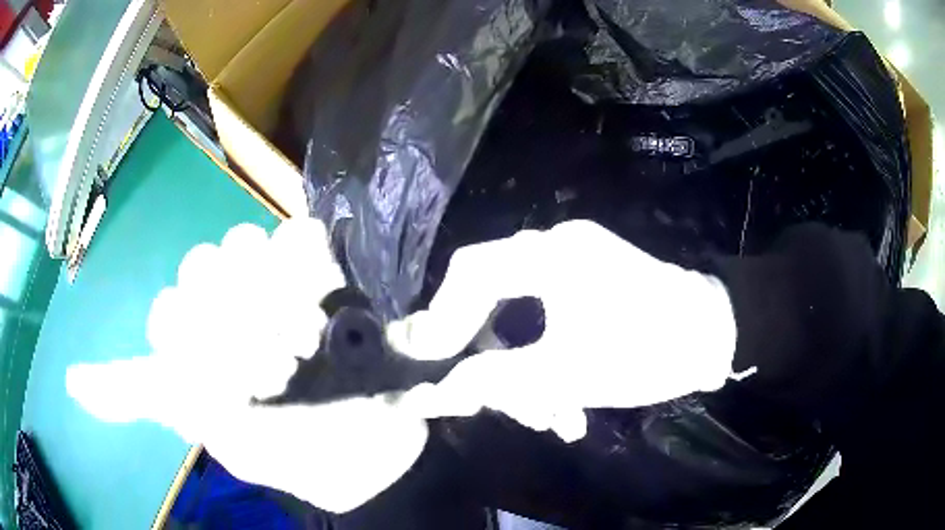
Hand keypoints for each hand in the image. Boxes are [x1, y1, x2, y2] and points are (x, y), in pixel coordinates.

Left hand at [66, 218, 428, 512]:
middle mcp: (224, 316)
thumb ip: (141, 399)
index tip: (228, 380)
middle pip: (203, 266)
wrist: (375, 448)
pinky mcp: (316, 275)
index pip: (170, 312)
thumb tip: (72, 383)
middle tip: (274, 368)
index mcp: (195, 354)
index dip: (192, 334)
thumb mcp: (208, 435)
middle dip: (235, 315)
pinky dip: (307, 257)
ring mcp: (271, 289)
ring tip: (304, 338)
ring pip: (243, 243)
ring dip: (271, 290)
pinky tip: (320, 293)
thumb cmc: (295, 454)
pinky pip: (297, 237)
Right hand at [389, 220, 738, 442]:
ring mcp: (574, 265)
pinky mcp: (588, 285)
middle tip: (488, 404)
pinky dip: (546, 362)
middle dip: (490, 361)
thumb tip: (434, 391)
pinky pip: (546, 321)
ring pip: (520, 319)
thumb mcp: (567, 374)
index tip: (428, 366)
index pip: (470, 272)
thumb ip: (495, 381)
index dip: (440, 320)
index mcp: (551, 254)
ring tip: (549, 418)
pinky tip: (565, 406)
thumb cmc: (648, 350)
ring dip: (525, 373)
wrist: (715, 338)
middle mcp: (556, 248)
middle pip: (491, 300)